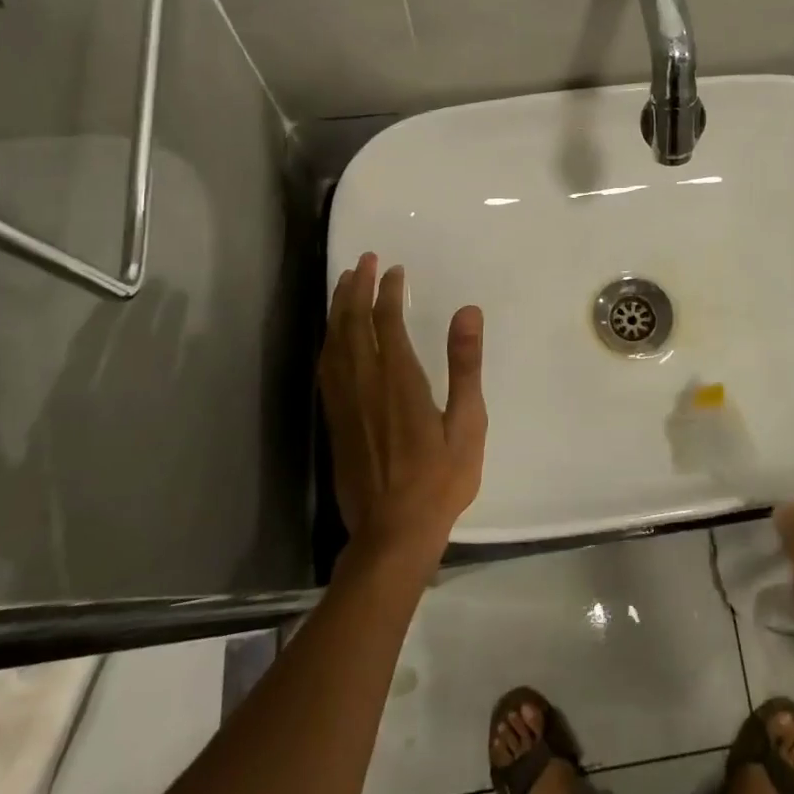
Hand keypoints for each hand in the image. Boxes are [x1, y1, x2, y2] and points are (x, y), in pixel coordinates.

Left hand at [319, 254, 487, 574]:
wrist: (393, 533)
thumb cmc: (440, 480)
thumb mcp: (468, 424)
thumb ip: (465, 366)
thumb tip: (467, 312)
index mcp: (399, 382)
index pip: (387, 323)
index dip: (388, 292)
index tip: (395, 270)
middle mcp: (365, 384)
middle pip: (353, 324)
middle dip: (357, 288)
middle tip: (364, 260)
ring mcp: (345, 403)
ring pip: (334, 343)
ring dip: (339, 309)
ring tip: (345, 283)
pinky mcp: (335, 421)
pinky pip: (326, 368)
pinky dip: (329, 340)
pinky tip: (333, 335)